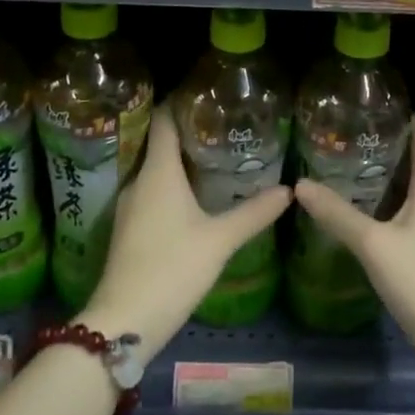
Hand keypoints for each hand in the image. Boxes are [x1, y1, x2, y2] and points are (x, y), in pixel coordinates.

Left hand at [78, 106, 289, 358]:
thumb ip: (254, 212)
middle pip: (160, 141)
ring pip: (156, 169)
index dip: (181, 100)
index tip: (207, 93)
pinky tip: (194, 194)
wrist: (124, 321)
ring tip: (214, 154)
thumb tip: (290, 189)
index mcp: (158, 171)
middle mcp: (139, 180)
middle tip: (222, 124)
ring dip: (180, 159)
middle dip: (188, 130)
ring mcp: (130, 205)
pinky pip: (152, 191)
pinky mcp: (129, 228)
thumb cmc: (172, 268)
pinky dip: (172, 184)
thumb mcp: (219, 240)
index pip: (163, 119)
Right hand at [293, 116, 414, 358]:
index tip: (374, 111)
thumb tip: (301, 185)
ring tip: (360, 179)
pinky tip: (379, 221)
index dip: (405, 119)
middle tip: (353, 145)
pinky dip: (404, 205)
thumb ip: (337, 214)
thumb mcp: (373, 245)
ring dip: (397, 179)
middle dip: (392, 150)